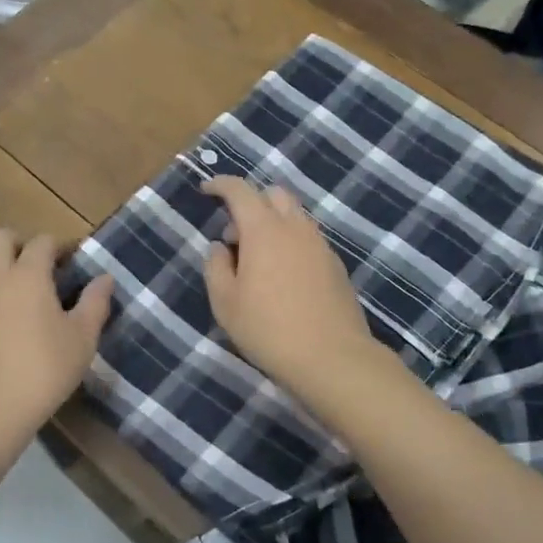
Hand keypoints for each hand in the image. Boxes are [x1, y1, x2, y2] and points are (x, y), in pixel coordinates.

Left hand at [0, 229, 112, 434]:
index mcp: (27, 274)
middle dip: (21, 244)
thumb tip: (105, 278)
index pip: (42, 242)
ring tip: (18, 286)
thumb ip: (95, 302)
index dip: (60, 245)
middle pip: (0, 238)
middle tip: (43, 267)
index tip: (75, 260)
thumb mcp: (82, 338)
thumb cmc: (44, 369)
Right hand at [202, 177, 380, 398]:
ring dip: (273, 223)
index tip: (206, 189)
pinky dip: (291, 242)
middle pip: (274, 194)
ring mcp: (320, 245)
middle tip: (234, 235)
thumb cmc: (269, 330)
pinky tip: (283, 277)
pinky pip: (308, 238)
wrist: (332, 358)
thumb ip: (216, 267)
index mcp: (264, 230)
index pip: (240, 191)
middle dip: (250, 202)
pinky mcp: (336, 265)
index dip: (221, 184)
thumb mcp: (225, 303)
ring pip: (295, 215)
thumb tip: (220, 247)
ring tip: (257, 260)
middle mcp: (295, 228)